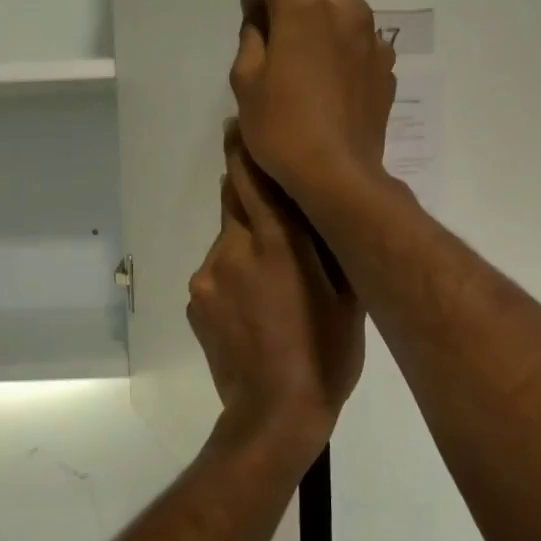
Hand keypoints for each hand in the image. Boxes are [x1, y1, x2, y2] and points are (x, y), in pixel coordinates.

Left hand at [188, 124, 365, 449]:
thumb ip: (330, 245)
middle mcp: (234, 248)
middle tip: (270, 206)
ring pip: (227, 241)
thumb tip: (325, 210)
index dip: (243, 148)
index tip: (239, 125)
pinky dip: (232, 276)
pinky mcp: (194, 300)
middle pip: (234, 201)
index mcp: (277, 243)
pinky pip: (215, 273)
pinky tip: (253, 310)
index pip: (253, 177)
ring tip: (271, 286)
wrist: (272, 415)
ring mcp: (208, 275)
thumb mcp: (346, 297)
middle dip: (249, 193)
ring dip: (245, 246)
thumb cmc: (326, 356)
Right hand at [194, 0, 397, 213]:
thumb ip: (251, 36)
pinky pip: (356, 35)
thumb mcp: (247, 83)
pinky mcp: (384, 68)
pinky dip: (333, 35)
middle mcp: (346, 10)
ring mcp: (372, 39)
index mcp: (306, 8)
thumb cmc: (283, 131)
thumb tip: (258, 9)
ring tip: (288, 31)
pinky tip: (318, 69)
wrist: (340, 179)